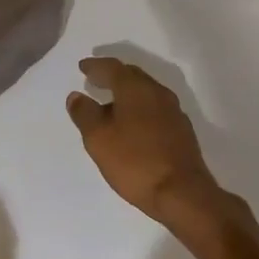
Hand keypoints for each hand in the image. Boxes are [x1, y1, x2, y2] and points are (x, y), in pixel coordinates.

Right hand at [67, 58, 241, 245]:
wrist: (182, 192)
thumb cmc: (135, 161)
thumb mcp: (99, 139)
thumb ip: (85, 114)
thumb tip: (76, 96)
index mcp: (136, 89)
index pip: (113, 68)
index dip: (96, 66)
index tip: (83, 66)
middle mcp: (158, 92)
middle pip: (132, 76)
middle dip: (113, 75)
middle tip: (96, 79)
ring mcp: (173, 111)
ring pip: (146, 92)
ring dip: (127, 92)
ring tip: (111, 102)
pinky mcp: (181, 130)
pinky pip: (155, 108)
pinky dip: (140, 108)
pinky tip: (133, 124)